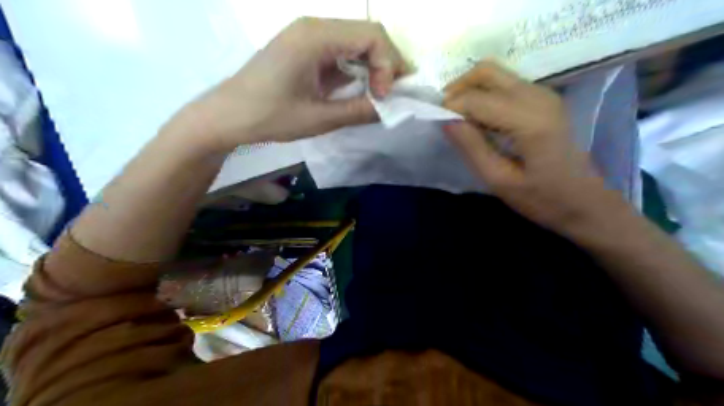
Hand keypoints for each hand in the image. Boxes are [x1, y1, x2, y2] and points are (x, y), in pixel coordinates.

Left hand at [185, 17, 405, 148]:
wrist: (228, 115)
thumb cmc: (269, 116)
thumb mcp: (319, 118)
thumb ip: (359, 111)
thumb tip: (391, 108)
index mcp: (315, 36)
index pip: (372, 36)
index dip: (388, 65)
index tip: (384, 97)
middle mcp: (315, 26)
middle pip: (367, 34)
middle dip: (387, 64)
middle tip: (393, 94)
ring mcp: (309, 36)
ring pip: (356, 42)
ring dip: (374, 67)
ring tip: (381, 94)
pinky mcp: (306, 49)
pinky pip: (342, 52)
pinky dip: (357, 69)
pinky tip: (360, 89)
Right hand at [445, 61, 605, 230]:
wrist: (586, 203)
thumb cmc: (543, 200)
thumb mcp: (500, 181)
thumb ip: (472, 147)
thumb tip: (445, 120)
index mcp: (529, 120)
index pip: (477, 99)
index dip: (451, 108)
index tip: (436, 123)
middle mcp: (538, 97)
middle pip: (486, 71)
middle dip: (458, 88)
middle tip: (444, 114)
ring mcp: (544, 94)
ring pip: (496, 75)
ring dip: (471, 91)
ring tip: (459, 119)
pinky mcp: (545, 100)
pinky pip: (506, 84)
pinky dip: (485, 95)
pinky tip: (480, 119)